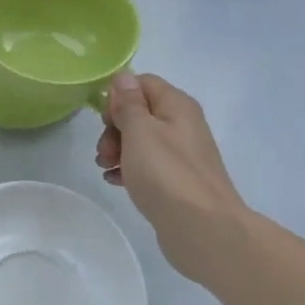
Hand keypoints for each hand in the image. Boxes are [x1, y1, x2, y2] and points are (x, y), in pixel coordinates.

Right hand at [96, 72, 246, 283]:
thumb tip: (123, 78)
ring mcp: (181, 154)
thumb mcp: (140, 132)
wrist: (201, 227)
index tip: (104, 121)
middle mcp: (182, 124)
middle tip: (103, 151)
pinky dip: (129, 168)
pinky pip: (148, 164)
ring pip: (141, 140)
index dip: (119, 97)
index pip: (143, 83)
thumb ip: (129, 104)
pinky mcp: (177, 180)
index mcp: (177, 106)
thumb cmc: (166, 174)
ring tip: (105, 168)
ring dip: (118, 149)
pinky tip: (115, 181)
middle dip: (114, 128)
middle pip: (140, 112)